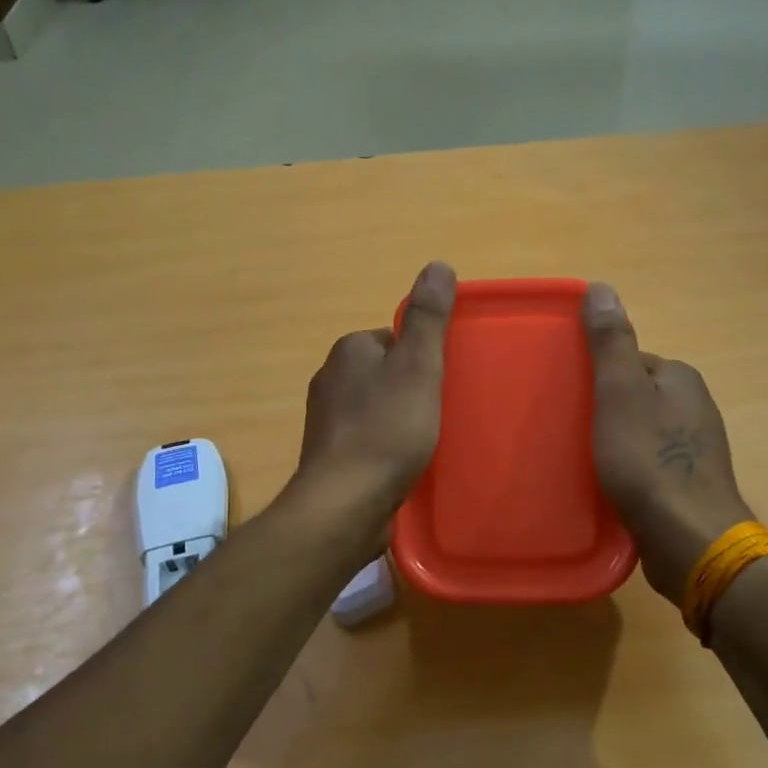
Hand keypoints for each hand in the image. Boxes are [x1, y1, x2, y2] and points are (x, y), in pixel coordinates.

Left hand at [292, 261, 455, 522]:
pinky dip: (385, 447)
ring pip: (374, 408)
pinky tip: (403, 465)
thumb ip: (428, 318)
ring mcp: (325, 422)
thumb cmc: (387, 429)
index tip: (442, 380)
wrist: (346, 503)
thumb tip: (438, 265)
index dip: (421, 357)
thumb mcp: (418, 366)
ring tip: (426, 442)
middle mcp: (330, 380)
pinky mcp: (330, 458)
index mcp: (348, 351)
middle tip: (440, 412)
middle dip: (410, 388)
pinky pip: (366, 440)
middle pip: (383, 373)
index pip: (392, 338)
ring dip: (398, 419)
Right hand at [584, 283, 754, 602]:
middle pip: (636, 397)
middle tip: (569, 432)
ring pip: (642, 432)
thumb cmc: (649, 460)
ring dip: (615, 442)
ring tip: (583, 462)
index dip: (597, 375)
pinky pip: (650, 464)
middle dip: (604, 410)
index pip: (631, 361)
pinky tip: (610, 487)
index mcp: (681, 378)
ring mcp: (696, 449)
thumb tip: (601, 287)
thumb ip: (610, 343)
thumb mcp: (620, 393)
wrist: (689, 537)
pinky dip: (629, 470)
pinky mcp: (690, 484)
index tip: (570, 397)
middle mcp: (695, 407)